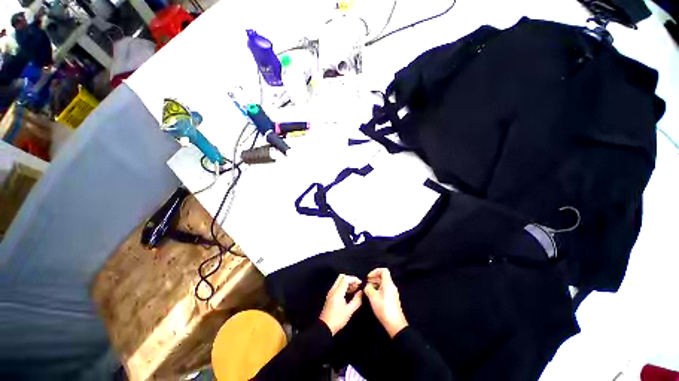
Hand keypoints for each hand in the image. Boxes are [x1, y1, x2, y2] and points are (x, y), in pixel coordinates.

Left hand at [319, 274, 362, 335]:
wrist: (325, 327)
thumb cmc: (337, 320)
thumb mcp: (349, 311)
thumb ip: (356, 300)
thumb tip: (361, 292)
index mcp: (337, 292)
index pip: (346, 278)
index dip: (354, 279)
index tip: (360, 283)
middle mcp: (333, 289)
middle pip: (342, 277)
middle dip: (350, 279)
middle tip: (357, 285)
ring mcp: (331, 292)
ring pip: (339, 281)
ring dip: (347, 282)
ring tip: (355, 289)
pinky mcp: (330, 295)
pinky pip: (338, 286)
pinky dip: (344, 286)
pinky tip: (349, 293)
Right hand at [364, 268, 408, 337]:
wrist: (395, 325)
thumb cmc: (384, 309)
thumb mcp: (373, 297)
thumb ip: (368, 288)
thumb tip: (367, 286)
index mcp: (388, 283)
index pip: (383, 270)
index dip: (375, 271)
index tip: (369, 277)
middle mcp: (392, 286)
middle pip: (383, 276)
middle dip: (374, 278)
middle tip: (366, 284)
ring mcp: (392, 293)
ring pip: (383, 283)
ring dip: (375, 284)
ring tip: (368, 290)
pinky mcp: (392, 299)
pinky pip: (384, 289)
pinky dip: (378, 290)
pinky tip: (373, 296)